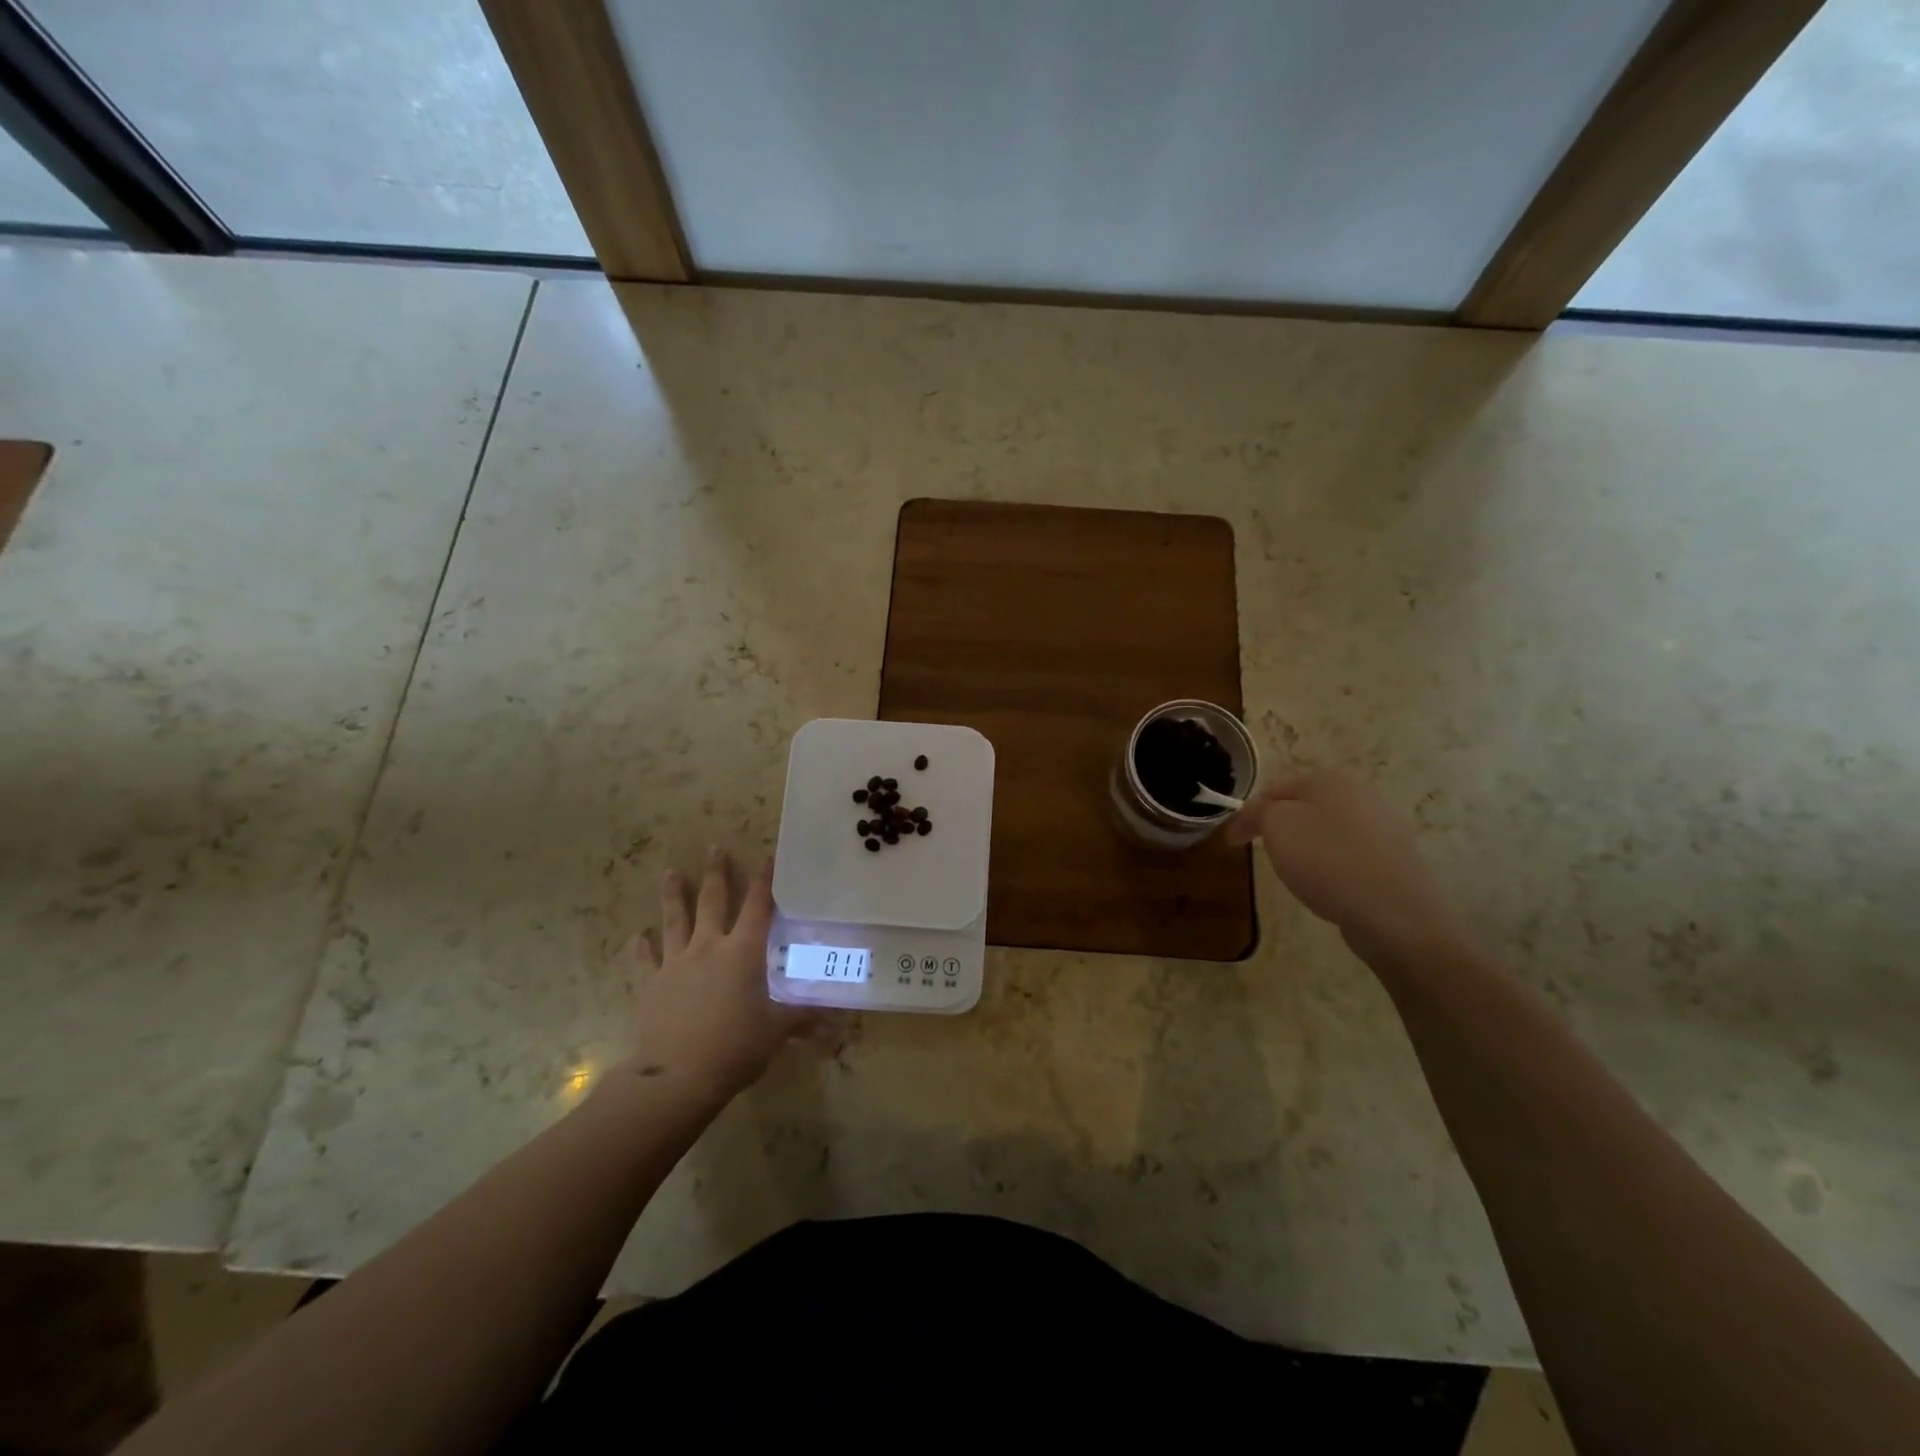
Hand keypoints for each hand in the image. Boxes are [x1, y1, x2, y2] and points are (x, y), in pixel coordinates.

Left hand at [620, 847, 810, 1101]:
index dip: (765, 881)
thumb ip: (802, 1017)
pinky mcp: (651, 985)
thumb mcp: (777, 1031)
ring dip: (674, 896)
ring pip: (675, 921)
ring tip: (670, 872)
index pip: (759, 907)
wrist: (678, 1076)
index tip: (767, 856)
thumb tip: (834, 1019)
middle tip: (714, 847)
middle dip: (717, 873)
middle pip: (713, 901)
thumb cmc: (736, 1046)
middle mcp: (709, 947)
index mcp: (744, 952)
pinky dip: (641, 948)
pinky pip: (645, 960)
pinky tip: (637, 937)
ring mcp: (676, 963)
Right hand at [1225, 769, 1471, 969]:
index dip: (1248, 815)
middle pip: (1304, 808)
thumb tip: (1258, 814)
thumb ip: (1259, 812)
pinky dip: (1332, 867)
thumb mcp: (1277, 826)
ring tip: (1294, 873)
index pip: (1274, 790)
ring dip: (1306, 847)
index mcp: (1329, 779)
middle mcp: (1360, 794)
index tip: (1231, 843)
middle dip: (1279, 827)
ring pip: (1327, 832)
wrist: (1394, 912)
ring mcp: (1383, 828)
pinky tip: (1328, 887)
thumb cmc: (1327, 859)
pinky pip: (1350, 857)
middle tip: (1261, 852)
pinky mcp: (1395, 860)